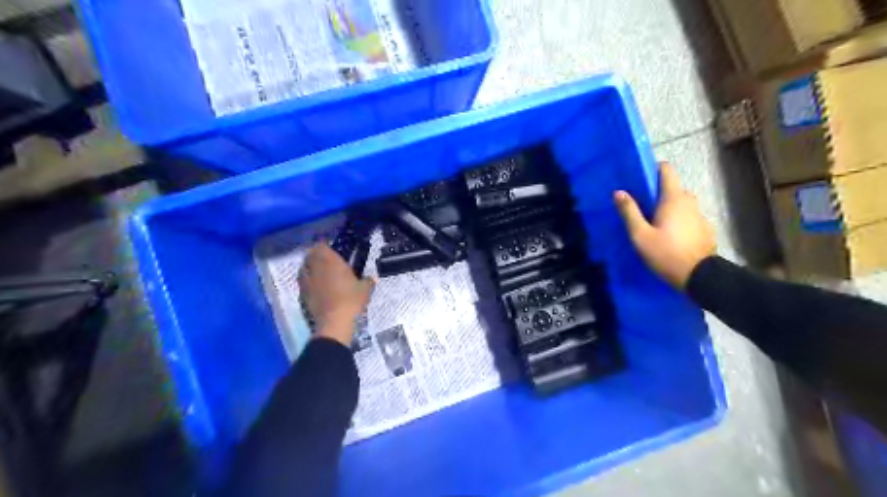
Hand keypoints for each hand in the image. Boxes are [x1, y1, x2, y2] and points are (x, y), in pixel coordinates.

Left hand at [297, 246, 372, 344]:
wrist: (335, 322)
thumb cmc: (351, 300)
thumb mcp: (365, 289)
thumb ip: (367, 281)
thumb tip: (371, 278)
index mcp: (330, 261)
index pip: (321, 246)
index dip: (325, 246)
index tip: (332, 249)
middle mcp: (315, 268)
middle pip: (309, 255)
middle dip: (315, 256)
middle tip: (325, 260)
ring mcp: (307, 281)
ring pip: (303, 268)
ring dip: (309, 268)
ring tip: (318, 272)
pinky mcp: (302, 294)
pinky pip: (302, 282)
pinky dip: (307, 281)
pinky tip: (315, 287)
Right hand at [615, 161, 714, 289]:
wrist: (700, 277)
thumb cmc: (666, 253)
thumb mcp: (640, 235)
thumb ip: (629, 212)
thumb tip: (619, 192)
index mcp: (674, 198)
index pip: (666, 169)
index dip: (653, 169)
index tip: (640, 179)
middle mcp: (690, 201)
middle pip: (672, 188)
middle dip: (657, 193)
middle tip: (641, 207)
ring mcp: (700, 215)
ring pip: (681, 204)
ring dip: (668, 208)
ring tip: (654, 224)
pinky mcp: (705, 229)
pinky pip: (688, 218)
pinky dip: (679, 221)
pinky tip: (670, 237)